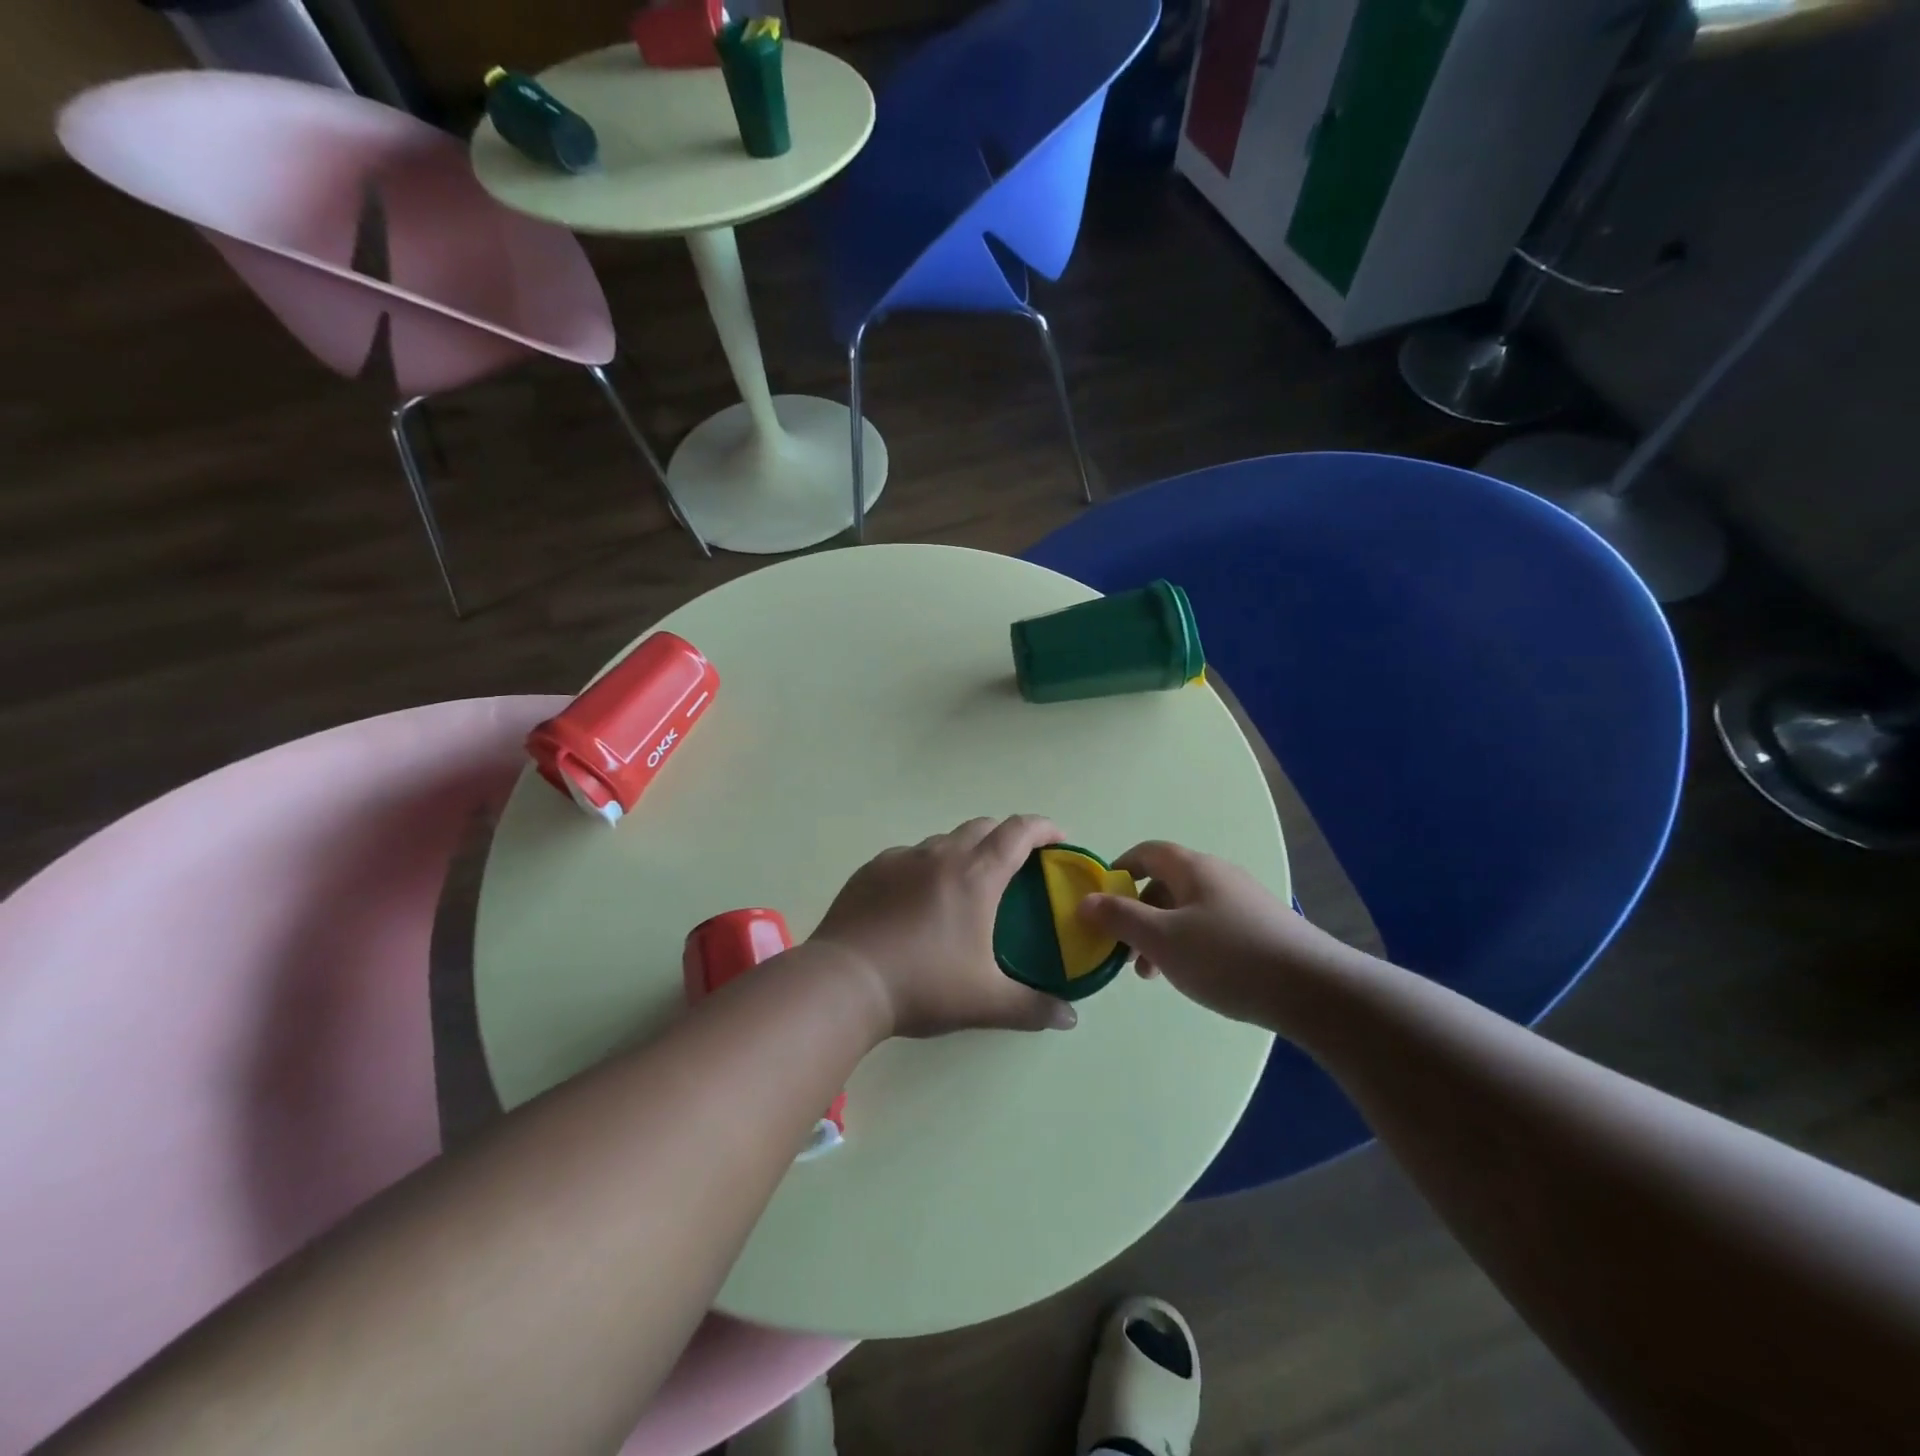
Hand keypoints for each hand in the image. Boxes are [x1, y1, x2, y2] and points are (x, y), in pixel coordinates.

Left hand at [812, 815, 1079, 1038]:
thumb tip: (1069, 1017)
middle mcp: (940, 855)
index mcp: (976, 875)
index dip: (1043, 828)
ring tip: (965, 886)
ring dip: (964, 851)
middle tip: (1015, 866)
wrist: (845, 981)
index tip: (1057, 839)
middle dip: (1006, 837)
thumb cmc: (923, 985)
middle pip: (982, 827)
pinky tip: (917, 899)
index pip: (1019, 832)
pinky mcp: (872, 869)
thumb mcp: (985, 1002)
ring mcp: (901, 858)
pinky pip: (909, 856)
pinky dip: (925, 867)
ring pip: (943, 840)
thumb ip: (1032, 1008)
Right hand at [1077, 840, 1346, 1024]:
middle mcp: (1219, 876)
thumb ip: (1119, 918)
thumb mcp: (1162, 940)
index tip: (1101, 901)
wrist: (1314, 989)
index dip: (1119, 870)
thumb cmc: (1227, 957)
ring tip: (1154, 974)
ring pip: (1188, 909)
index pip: (1146, 852)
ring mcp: (1244, 901)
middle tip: (1125, 950)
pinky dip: (1190, 944)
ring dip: (1162, 934)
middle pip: (1165, 883)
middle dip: (1138, 913)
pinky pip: (1212, 926)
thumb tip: (1084, 901)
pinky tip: (1194, 976)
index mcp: (1193, 868)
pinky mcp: (1263, 928)